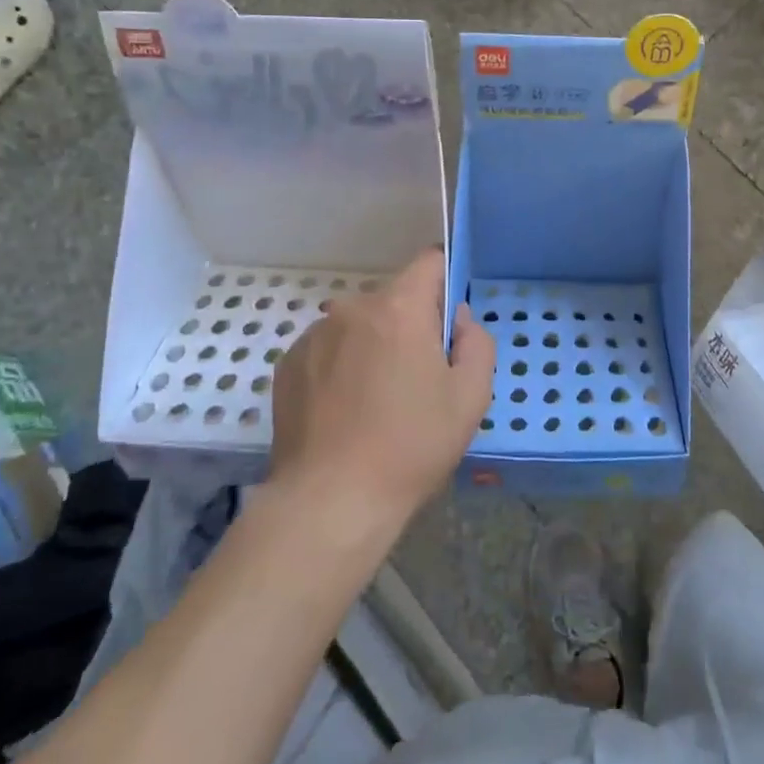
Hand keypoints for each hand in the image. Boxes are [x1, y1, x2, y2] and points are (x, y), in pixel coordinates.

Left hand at [268, 250, 494, 534]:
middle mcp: (351, 308)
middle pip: (394, 299)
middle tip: (419, 379)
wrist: (330, 501)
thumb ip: (476, 343)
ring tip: (376, 401)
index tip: (449, 323)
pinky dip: (341, 367)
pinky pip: (328, 349)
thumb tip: (457, 320)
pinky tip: (344, 412)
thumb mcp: (470, 397)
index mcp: (399, 308)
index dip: (446, 283)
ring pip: (359, 325)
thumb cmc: (411, 446)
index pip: (429, 262)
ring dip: (374, 346)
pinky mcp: (287, 365)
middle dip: (411, 325)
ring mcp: (313, 336)